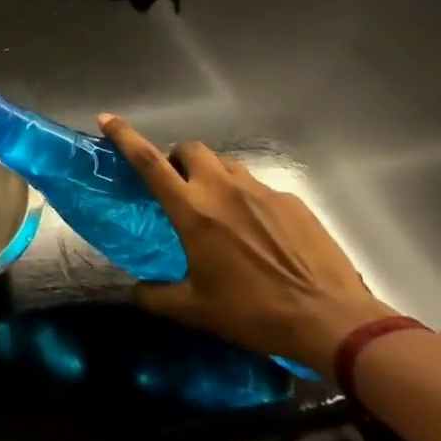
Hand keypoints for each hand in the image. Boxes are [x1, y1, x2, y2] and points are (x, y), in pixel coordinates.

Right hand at [98, 116, 391, 375]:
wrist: (333, 322)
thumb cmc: (255, 312)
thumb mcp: (196, 310)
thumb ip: (157, 297)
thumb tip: (134, 293)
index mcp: (193, 210)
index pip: (149, 161)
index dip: (124, 136)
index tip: (107, 119)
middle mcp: (223, 190)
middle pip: (191, 148)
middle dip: (178, 157)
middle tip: (179, 184)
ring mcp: (261, 192)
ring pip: (226, 165)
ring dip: (213, 176)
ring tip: (220, 209)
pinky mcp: (292, 202)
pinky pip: (260, 189)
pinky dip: (250, 200)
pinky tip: (261, 233)